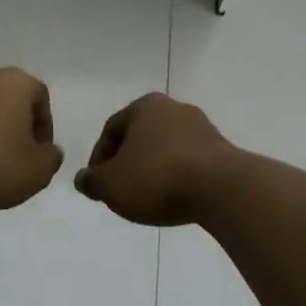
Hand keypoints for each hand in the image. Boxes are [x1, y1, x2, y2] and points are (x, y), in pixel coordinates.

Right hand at [74, 93, 234, 225]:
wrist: (222, 189)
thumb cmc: (157, 178)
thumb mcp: (110, 185)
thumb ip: (92, 182)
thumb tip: (83, 179)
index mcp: (144, 106)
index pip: (111, 130)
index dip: (99, 159)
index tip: (97, 185)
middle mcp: (174, 109)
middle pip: (139, 138)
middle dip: (126, 164)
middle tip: (119, 191)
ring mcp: (202, 128)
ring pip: (165, 150)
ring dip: (152, 171)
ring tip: (146, 199)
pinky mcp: (222, 151)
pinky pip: (188, 163)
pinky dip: (176, 178)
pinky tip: (173, 198)